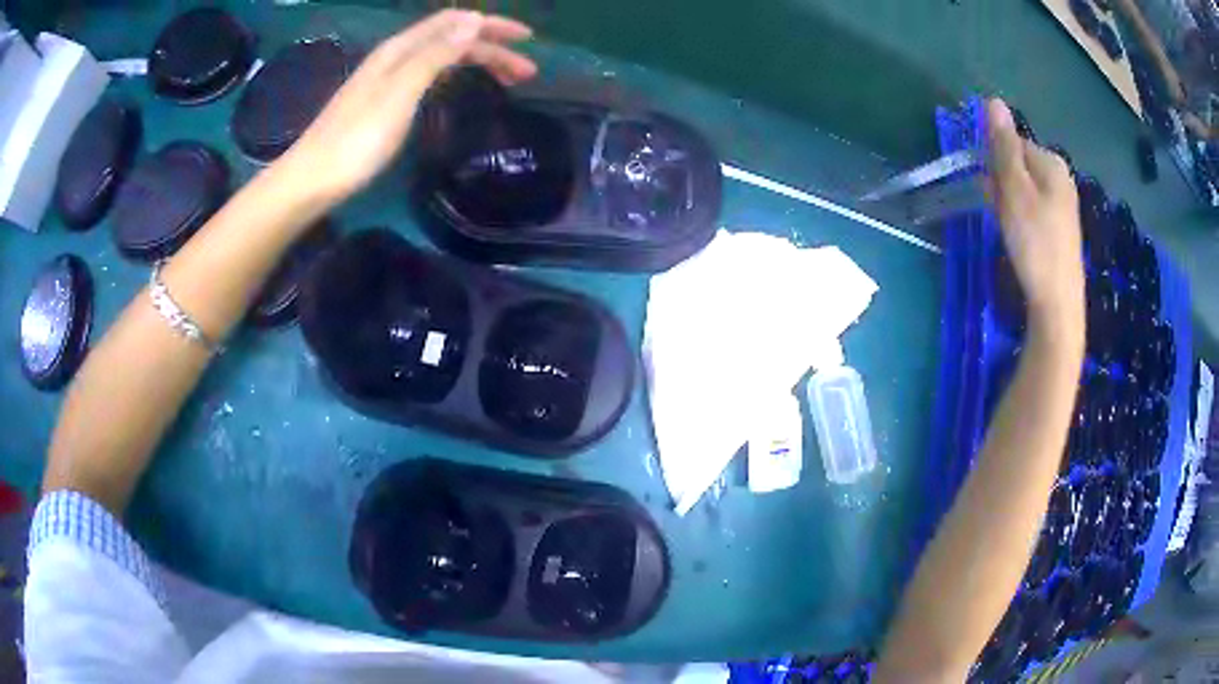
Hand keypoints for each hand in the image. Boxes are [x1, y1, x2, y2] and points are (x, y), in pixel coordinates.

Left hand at [278, 10, 536, 202]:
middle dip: (493, 49)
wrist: (313, 179)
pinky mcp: (385, 102)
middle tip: (527, 72)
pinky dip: (457, 76)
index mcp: (400, 49)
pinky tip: (463, 88)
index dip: (493, 25)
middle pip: (453, 39)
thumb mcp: (400, 92)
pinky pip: (431, 76)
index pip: (455, 22)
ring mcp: (389, 80)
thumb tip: (474, 21)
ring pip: (443, 58)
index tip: (528, 40)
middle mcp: (396, 57)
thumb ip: (435, 55)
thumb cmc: (357, 139)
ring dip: (478, 63)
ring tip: (507, 82)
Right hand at [987, 98, 1084, 339]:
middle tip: (997, 212)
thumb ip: (1004, 146)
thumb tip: (993, 101)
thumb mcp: (1014, 189)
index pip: (1013, 143)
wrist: (1058, 304)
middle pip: (1019, 165)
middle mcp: (1061, 178)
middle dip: (1002, 183)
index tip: (991, 190)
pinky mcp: (1060, 229)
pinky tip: (1019, 239)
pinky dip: (1021, 218)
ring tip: (1007, 229)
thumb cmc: (1035, 243)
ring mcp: (1063, 205)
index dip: (995, 163)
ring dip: (1009, 202)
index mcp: (1052, 162)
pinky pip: (1033, 209)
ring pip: (1025, 189)